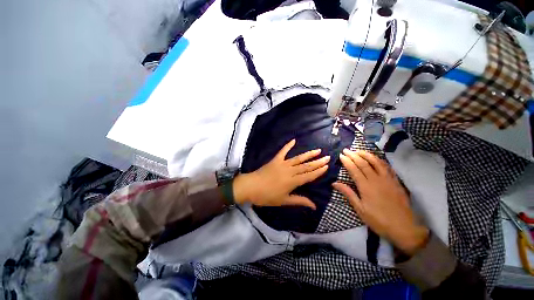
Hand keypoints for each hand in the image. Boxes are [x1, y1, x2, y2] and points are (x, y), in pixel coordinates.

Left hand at [233, 139, 329, 209]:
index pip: (309, 175)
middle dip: (317, 162)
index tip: (327, 166)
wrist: (251, 187)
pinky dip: (288, 145)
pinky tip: (294, 140)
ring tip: (317, 150)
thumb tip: (314, 206)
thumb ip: (299, 201)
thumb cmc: (267, 196)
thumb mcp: (284, 201)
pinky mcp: (275, 160)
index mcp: (293, 181)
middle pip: (306, 166)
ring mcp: (282, 164)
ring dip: (308, 154)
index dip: (318, 171)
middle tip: (327, 157)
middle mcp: (290, 171)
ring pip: (298, 158)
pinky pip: (283, 151)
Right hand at [333, 149, 428, 255]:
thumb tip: (334, 183)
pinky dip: (379, 160)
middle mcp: (376, 179)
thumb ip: (348, 194)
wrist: (404, 228)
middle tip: (346, 150)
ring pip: (376, 162)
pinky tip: (375, 158)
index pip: (354, 169)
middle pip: (363, 163)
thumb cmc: (378, 220)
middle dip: (353, 155)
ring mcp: (387, 179)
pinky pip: (387, 167)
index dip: (347, 161)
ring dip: (366, 154)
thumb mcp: (360, 209)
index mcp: (366, 186)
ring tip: (358, 150)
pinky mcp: (395, 181)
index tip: (341, 155)